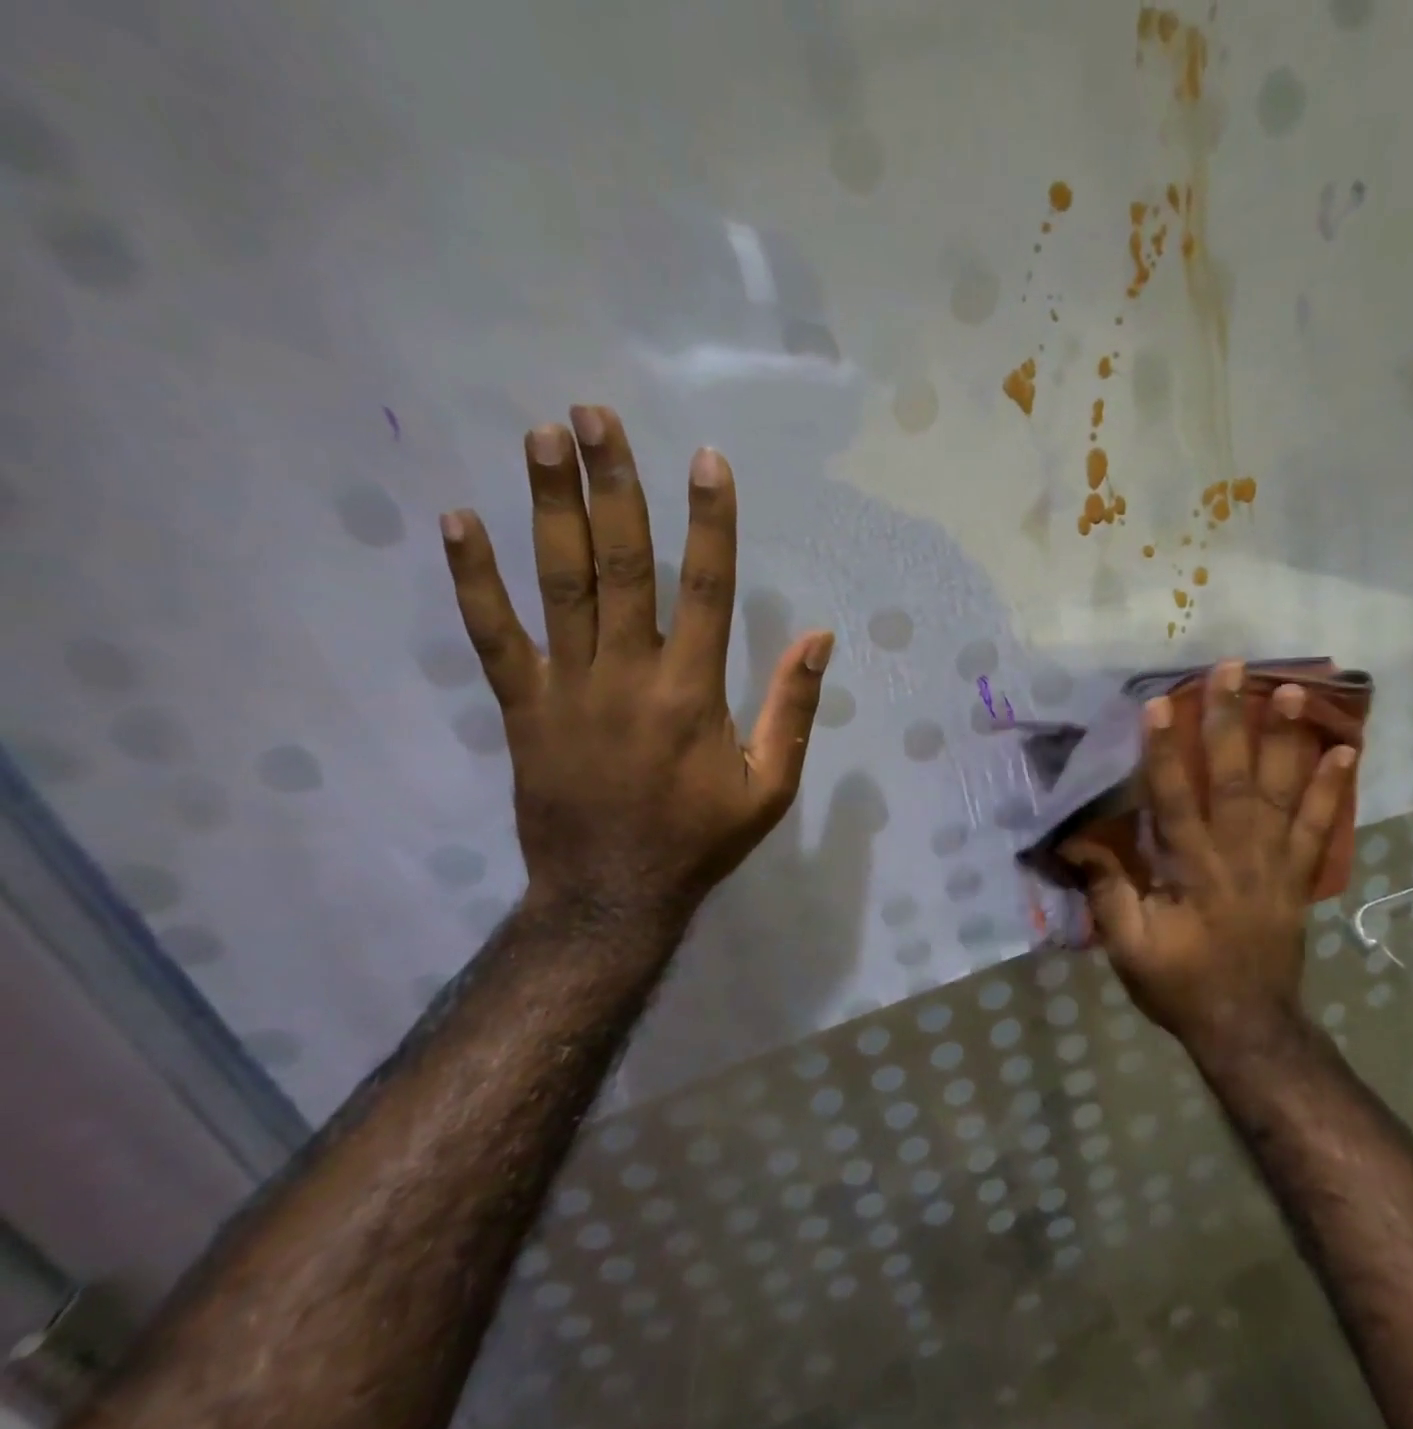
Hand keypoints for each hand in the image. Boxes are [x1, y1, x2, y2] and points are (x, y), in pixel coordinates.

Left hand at [439, 405, 833, 926]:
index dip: (710, 522)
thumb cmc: (700, 840)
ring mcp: (567, 688)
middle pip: (623, 564)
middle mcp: (628, 674)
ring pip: (559, 584)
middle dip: (613, 485)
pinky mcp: (522, 708)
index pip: (708, 588)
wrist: (611, 897)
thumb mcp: (771, 787)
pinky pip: (493, 636)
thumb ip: (793, 709)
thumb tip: (820, 638)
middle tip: (597, 415)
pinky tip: (459, 521)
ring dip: (550, 508)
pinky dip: (474, 579)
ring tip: (542, 437)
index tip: (707, 460)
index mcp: (693, 692)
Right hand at [1062, 663, 1356, 1059]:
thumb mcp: (1128, 947)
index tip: (1159, 705)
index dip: (1164, 752)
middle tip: (1231, 670)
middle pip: (1232, 780)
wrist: (1248, 1028)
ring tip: (1293, 691)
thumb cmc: (1179, 985)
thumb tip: (1077, 839)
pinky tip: (1344, 752)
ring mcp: (1275, 864)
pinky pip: (1317, 827)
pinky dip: (1330, 790)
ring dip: (1286, 740)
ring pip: (1280, 793)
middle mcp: (1238, 856)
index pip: (1174, 800)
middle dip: (1229, 721)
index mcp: (1192, 871)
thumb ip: (1107, 890)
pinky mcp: (1297, 877)